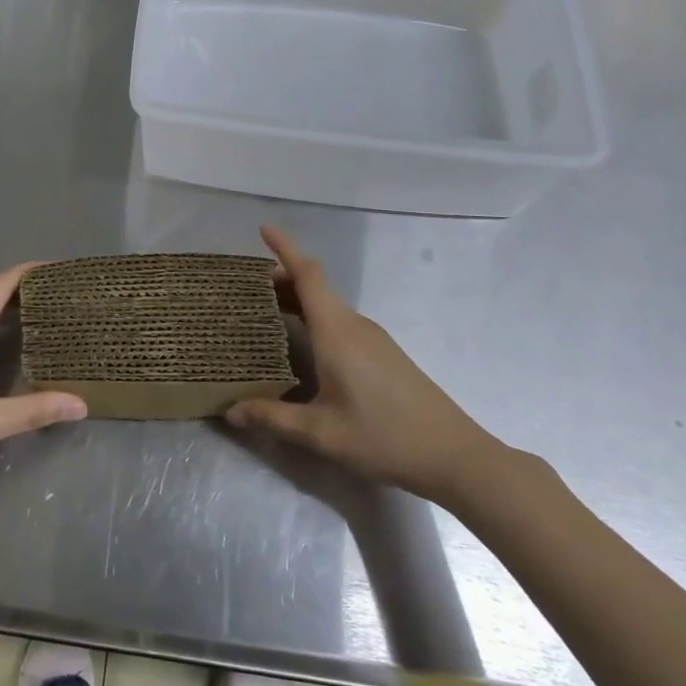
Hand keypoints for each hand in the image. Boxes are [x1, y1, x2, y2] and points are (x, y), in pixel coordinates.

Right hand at [227, 226, 504, 507]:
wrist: (453, 456)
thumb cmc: (383, 437)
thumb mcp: (321, 433)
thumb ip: (272, 418)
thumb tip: (231, 410)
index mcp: (336, 331)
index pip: (308, 274)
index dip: (285, 248)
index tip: (262, 228)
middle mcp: (354, 325)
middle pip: (315, 287)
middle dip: (282, 280)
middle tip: (247, 291)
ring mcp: (373, 339)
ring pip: (328, 306)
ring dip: (298, 302)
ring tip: (267, 317)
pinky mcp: (383, 354)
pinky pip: (340, 323)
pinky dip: (314, 321)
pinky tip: (303, 348)